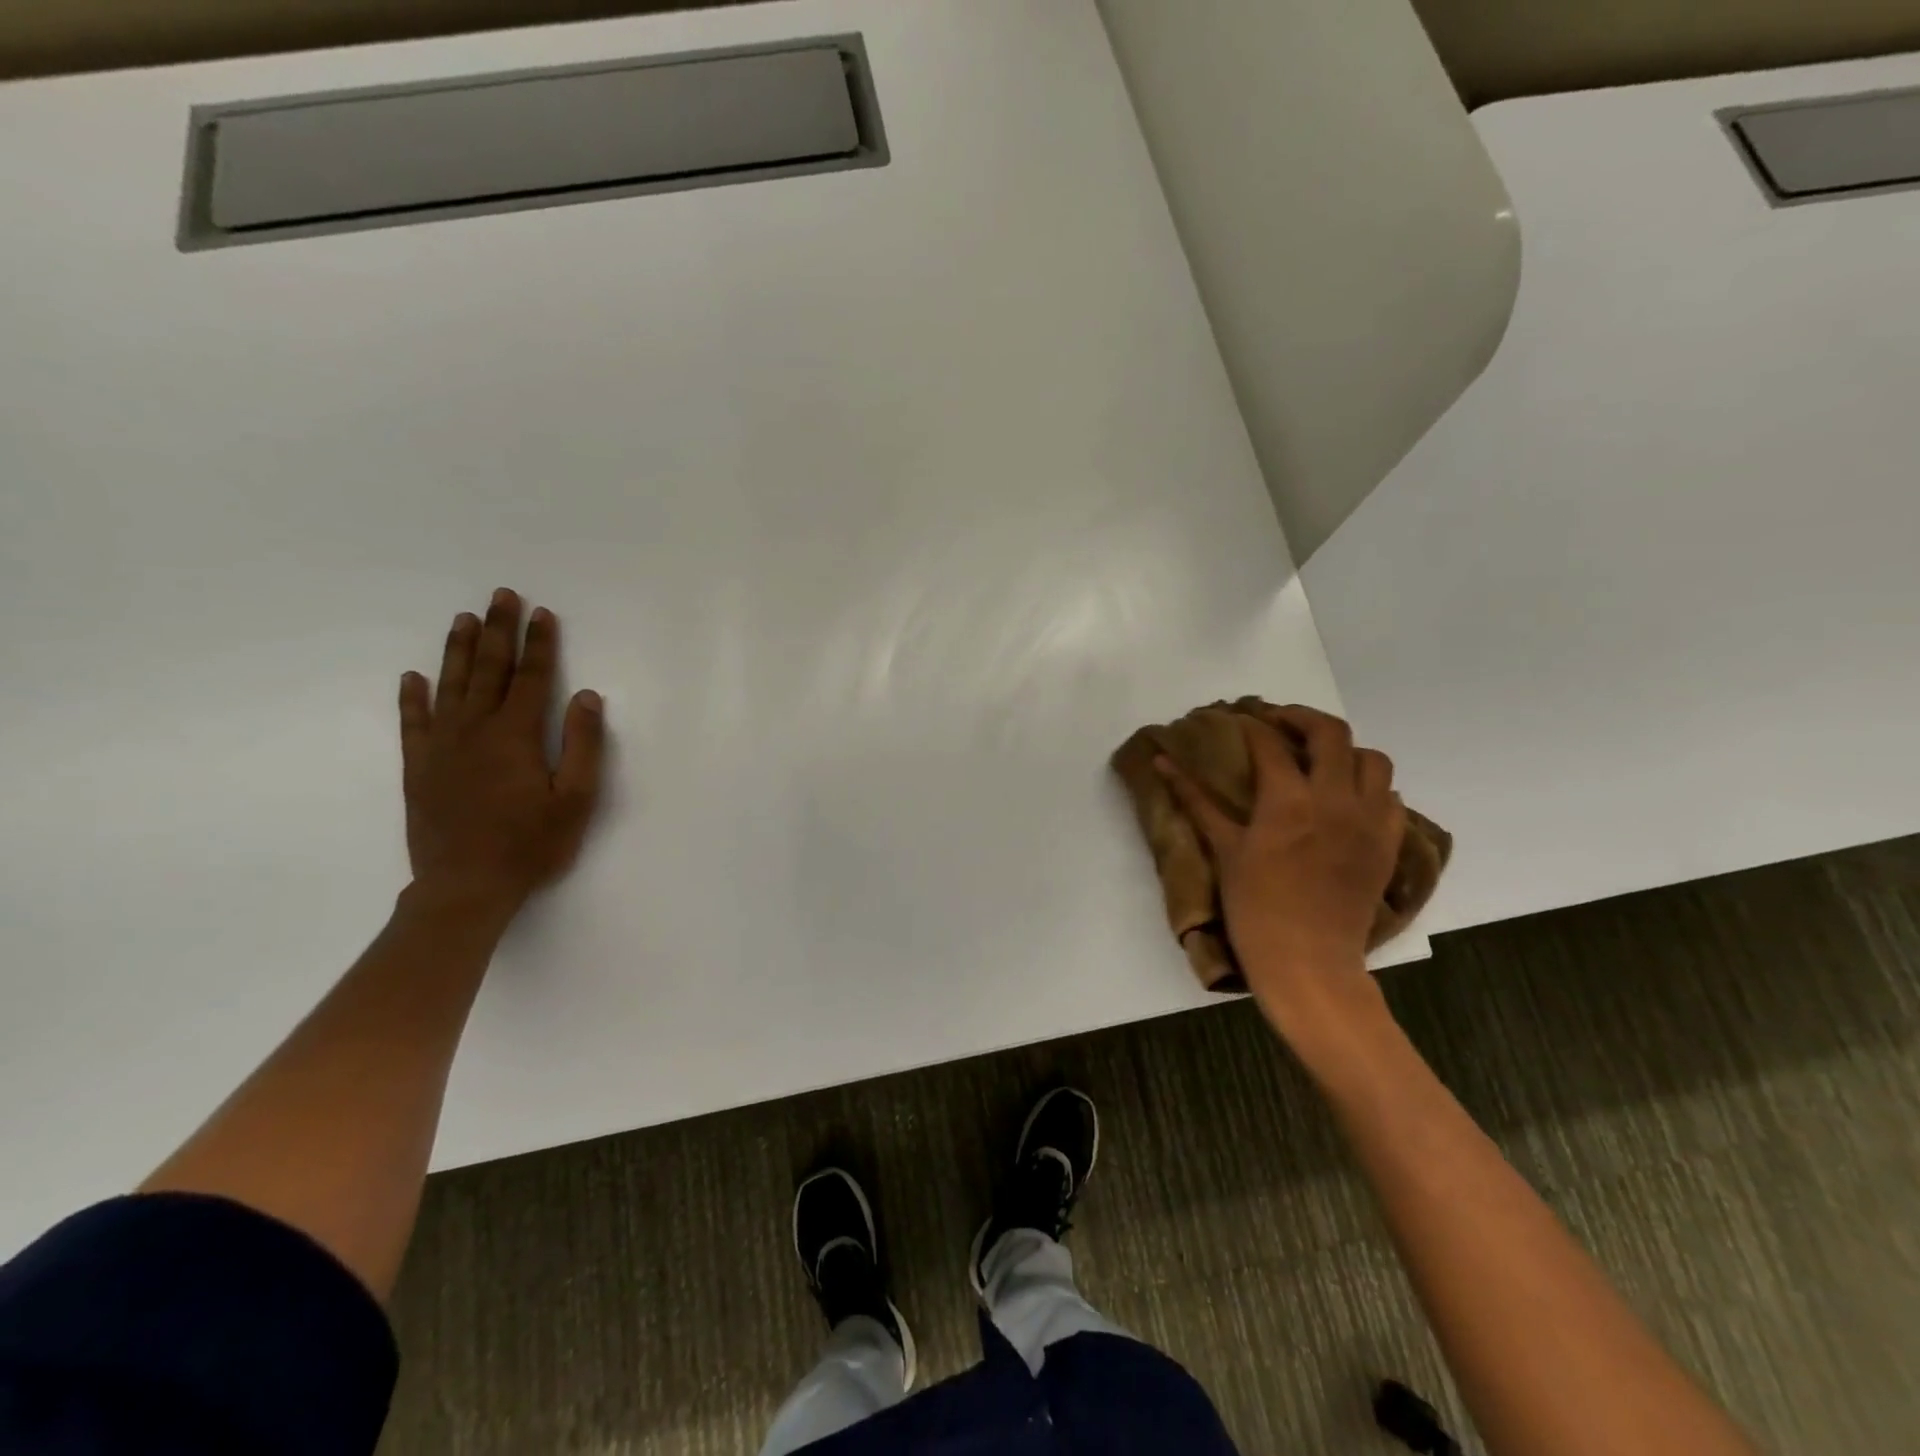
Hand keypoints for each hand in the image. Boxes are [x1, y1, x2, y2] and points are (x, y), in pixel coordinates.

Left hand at [398, 589, 605, 920]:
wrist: (465, 887)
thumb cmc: (531, 845)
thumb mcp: (576, 799)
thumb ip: (582, 745)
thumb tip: (586, 695)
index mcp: (516, 736)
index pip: (531, 678)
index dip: (540, 644)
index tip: (543, 613)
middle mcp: (474, 730)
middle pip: (488, 670)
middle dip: (498, 631)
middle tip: (501, 595)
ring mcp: (441, 748)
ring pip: (450, 686)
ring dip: (458, 650)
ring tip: (463, 618)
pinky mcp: (419, 768)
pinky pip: (413, 723)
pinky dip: (412, 697)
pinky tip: (414, 677)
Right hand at [1156, 706, 1403, 1040]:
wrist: (1308, 961)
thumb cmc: (1255, 907)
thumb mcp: (1224, 849)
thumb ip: (1196, 800)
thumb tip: (1162, 761)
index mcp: (1288, 801)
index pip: (1271, 743)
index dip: (1252, 725)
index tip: (1238, 721)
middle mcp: (1335, 799)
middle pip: (1331, 733)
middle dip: (1302, 718)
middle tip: (1278, 723)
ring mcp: (1369, 820)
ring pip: (1372, 758)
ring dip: (1344, 749)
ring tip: (1318, 759)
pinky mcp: (1389, 843)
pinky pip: (1391, 796)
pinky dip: (1370, 786)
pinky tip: (1346, 798)